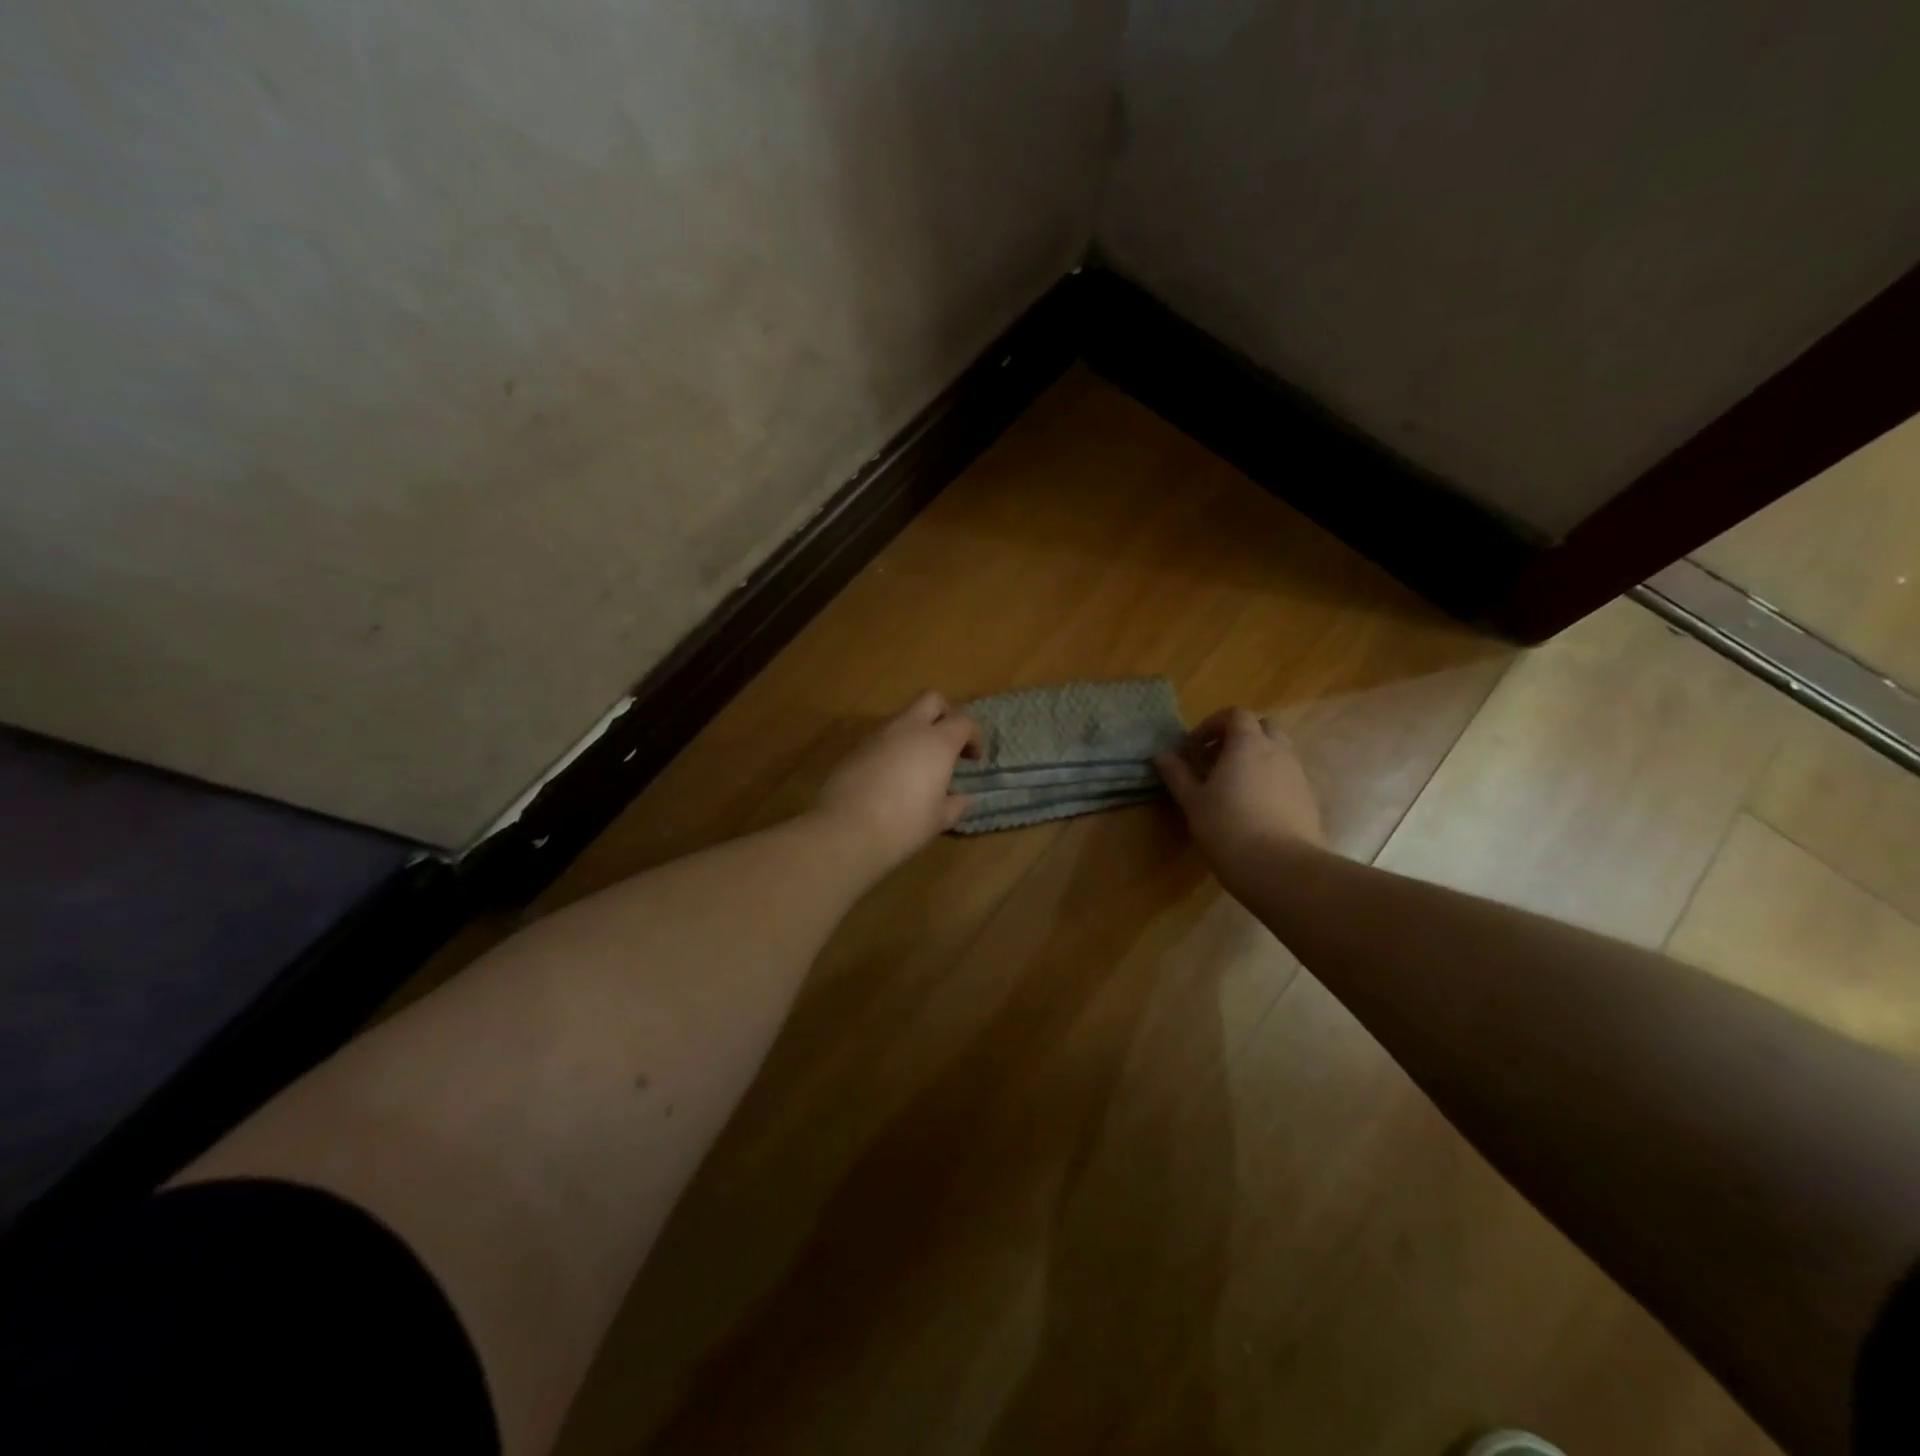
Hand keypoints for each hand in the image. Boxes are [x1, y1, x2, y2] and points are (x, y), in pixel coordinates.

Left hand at [815, 691, 980, 871]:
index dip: (973, 737)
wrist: (846, 830)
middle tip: (948, 742)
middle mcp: (908, 729)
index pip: (963, 722)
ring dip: (915, 732)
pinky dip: (892, 748)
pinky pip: (881, 738)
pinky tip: (891, 777)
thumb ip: (956, 805)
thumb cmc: (904, 825)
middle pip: (931, 700)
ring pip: (903, 718)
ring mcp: (878, 735)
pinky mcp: (855, 748)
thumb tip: (966, 798)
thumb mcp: (938, 820)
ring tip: (918, 764)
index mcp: (937, 742)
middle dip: (944, 713)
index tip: (973, 759)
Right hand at [1154, 707, 1325, 869]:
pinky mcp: (1308, 799)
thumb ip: (1177, 774)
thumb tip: (1161, 755)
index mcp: (1248, 744)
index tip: (1193, 748)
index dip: (1212, 725)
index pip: (1235, 715)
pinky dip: (1269, 780)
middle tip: (1214, 761)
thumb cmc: (1228, 828)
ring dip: (1254, 758)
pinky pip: (1287, 776)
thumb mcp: (1193, 801)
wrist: (1282, 868)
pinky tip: (1253, 808)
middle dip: (1237, 737)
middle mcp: (1278, 751)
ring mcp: (1298, 775)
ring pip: (1277, 752)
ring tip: (1232, 786)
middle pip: (1261, 727)